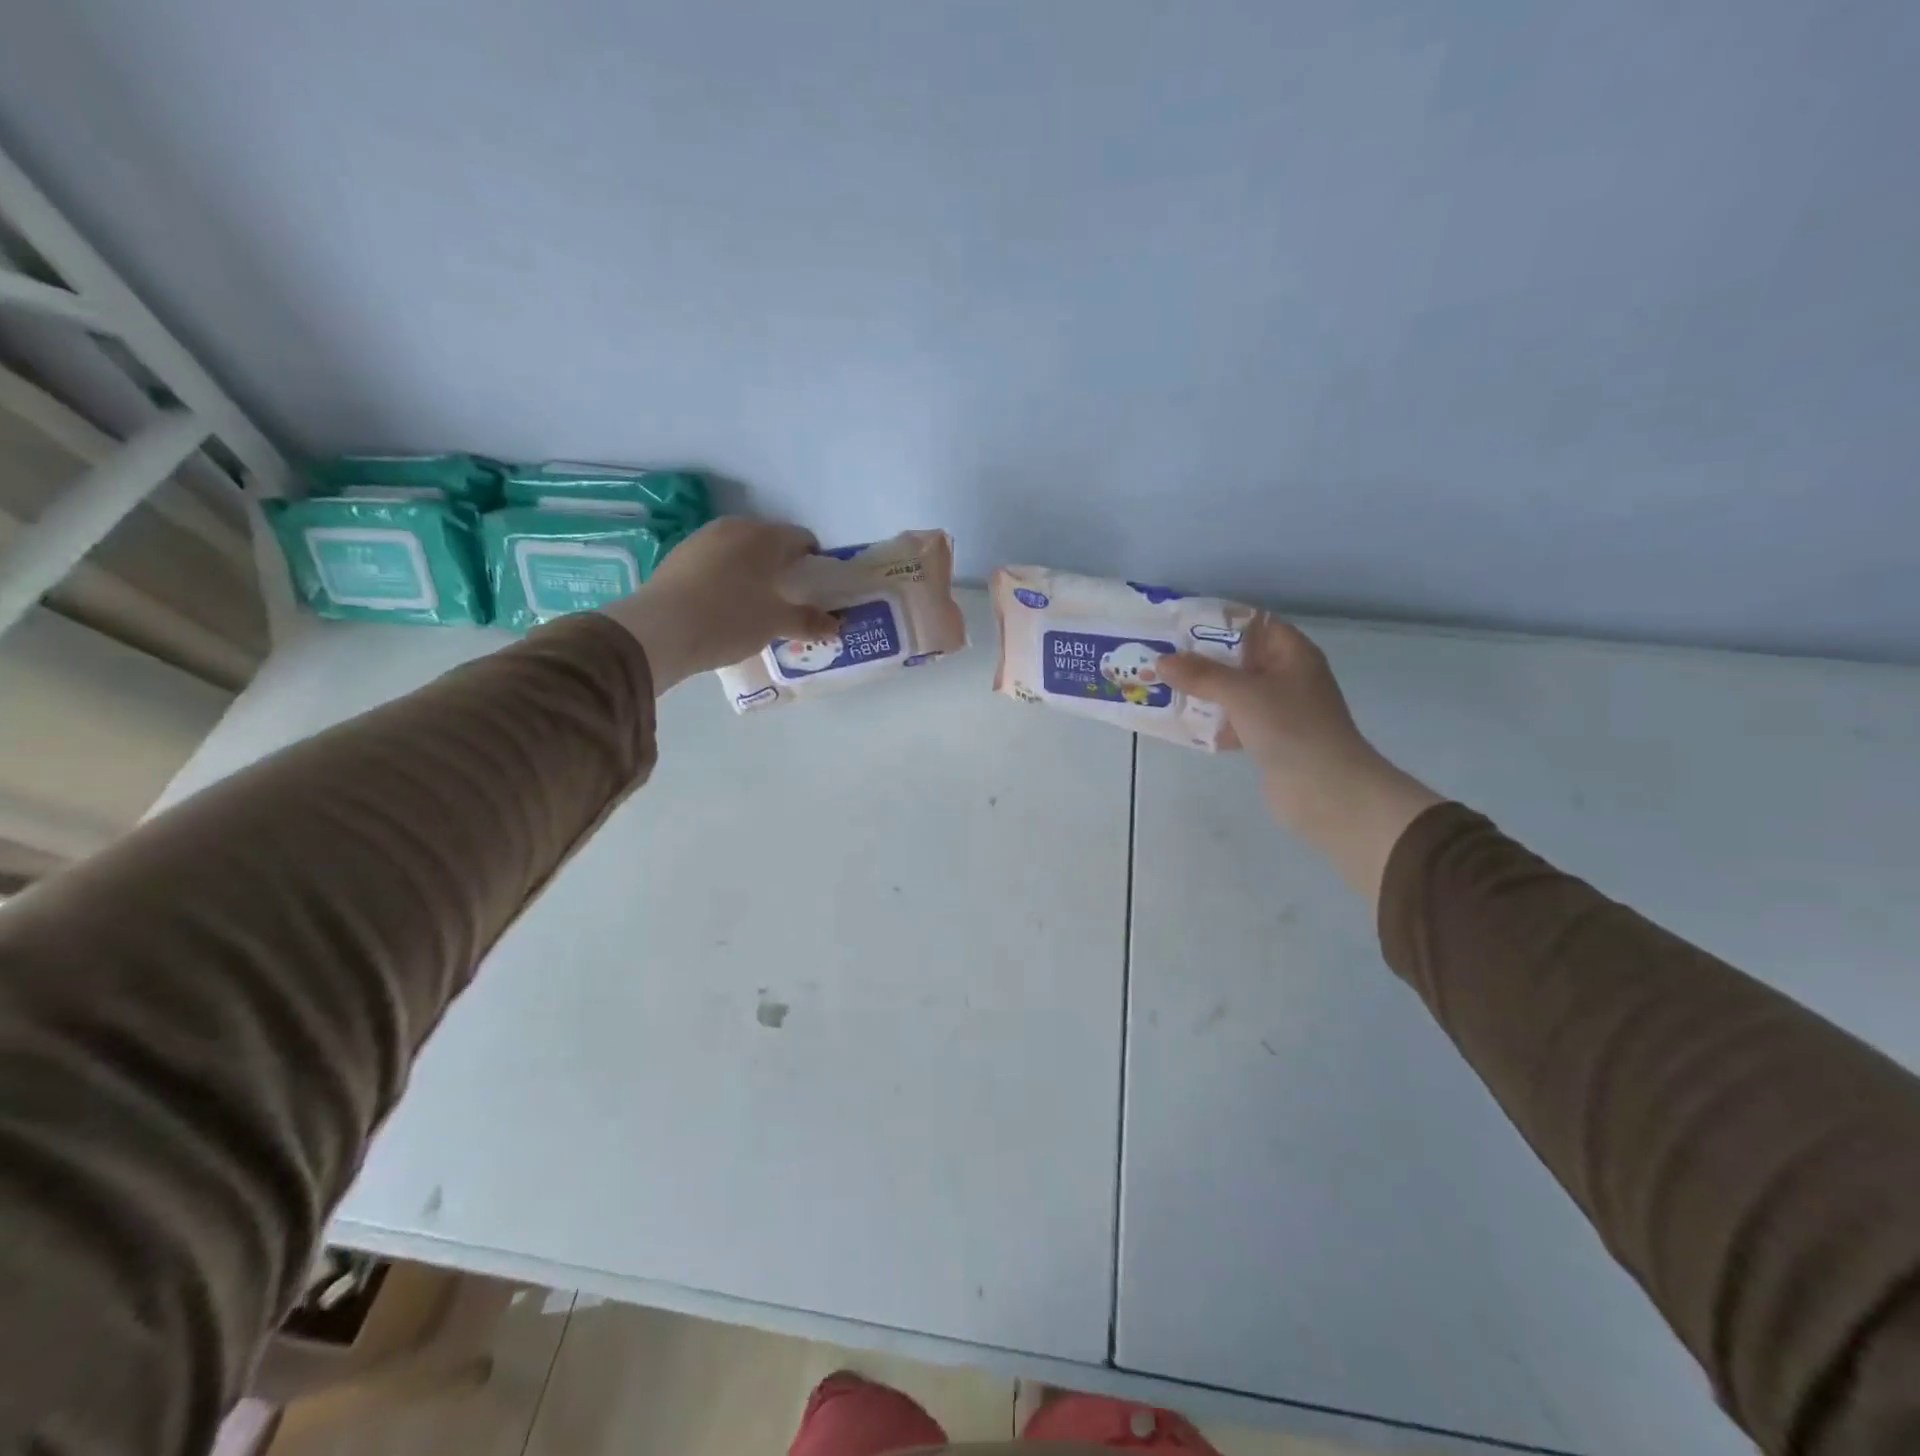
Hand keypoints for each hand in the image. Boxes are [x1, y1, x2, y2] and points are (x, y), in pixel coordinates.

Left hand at [601, 518, 838, 691]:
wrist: (659, 631)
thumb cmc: (729, 619)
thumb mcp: (775, 624)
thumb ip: (809, 621)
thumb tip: (836, 625)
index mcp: (763, 536)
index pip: (801, 538)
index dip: (815, 561)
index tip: (817, 588)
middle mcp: (733, 528)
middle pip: (770, 542)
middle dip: (783, 566)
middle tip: (789, 599)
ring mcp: (701, 540)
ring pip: (740, 551)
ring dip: (754, 572)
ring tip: (756, 605)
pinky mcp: (678, 558)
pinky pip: (716, 562)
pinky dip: (728, 578)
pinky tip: (725, 606)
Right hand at [1158, 619, 1442, 901]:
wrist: (1326, 790)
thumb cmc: (1290, 727)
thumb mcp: (1242, 693)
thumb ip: (1201, 675)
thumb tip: (1162, 661)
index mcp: (1291, 654)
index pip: (1253, 624)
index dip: (1218, 622)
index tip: (1179, 625)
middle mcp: (1287, 676)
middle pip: (1239, 659)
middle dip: (1201, 660)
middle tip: (1161, 657)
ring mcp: (1279, 710)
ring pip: (1234, 692)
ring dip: (1203, 692)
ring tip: (1163, 688)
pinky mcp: (1269, 739)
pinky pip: (1234, 722)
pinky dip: (1211, 722)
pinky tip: (1182, 725)